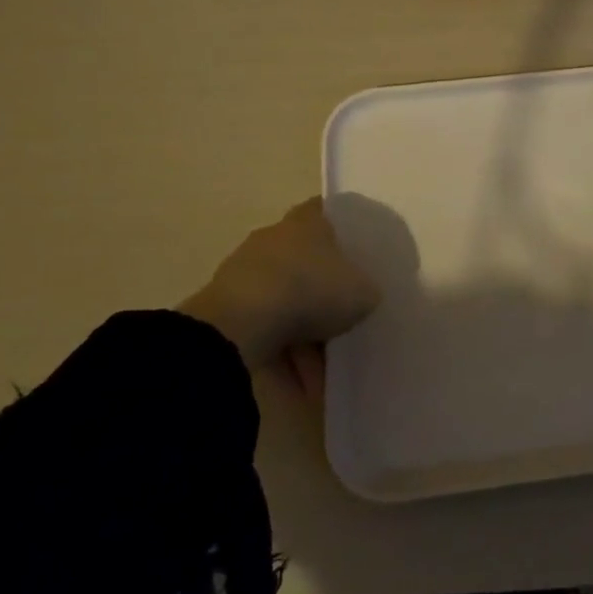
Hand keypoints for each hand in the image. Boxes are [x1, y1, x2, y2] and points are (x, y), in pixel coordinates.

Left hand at [179, 197, 378, 393]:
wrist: (240, 328)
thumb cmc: (310, 290)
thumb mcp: (362, 291)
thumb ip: (366, 289)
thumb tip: (362, 296)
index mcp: (306, 221)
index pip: (328, 213)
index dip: (345, 229)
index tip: (361, 250)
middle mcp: (273, 239)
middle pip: (306, 260)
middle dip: (324, 287)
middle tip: (349, 311)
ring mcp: (245, 274)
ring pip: (285, 298)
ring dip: (303, 328)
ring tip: (327, 362)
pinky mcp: (226, 310)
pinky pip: (265, 329)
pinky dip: (283, 352)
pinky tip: (302, 380)